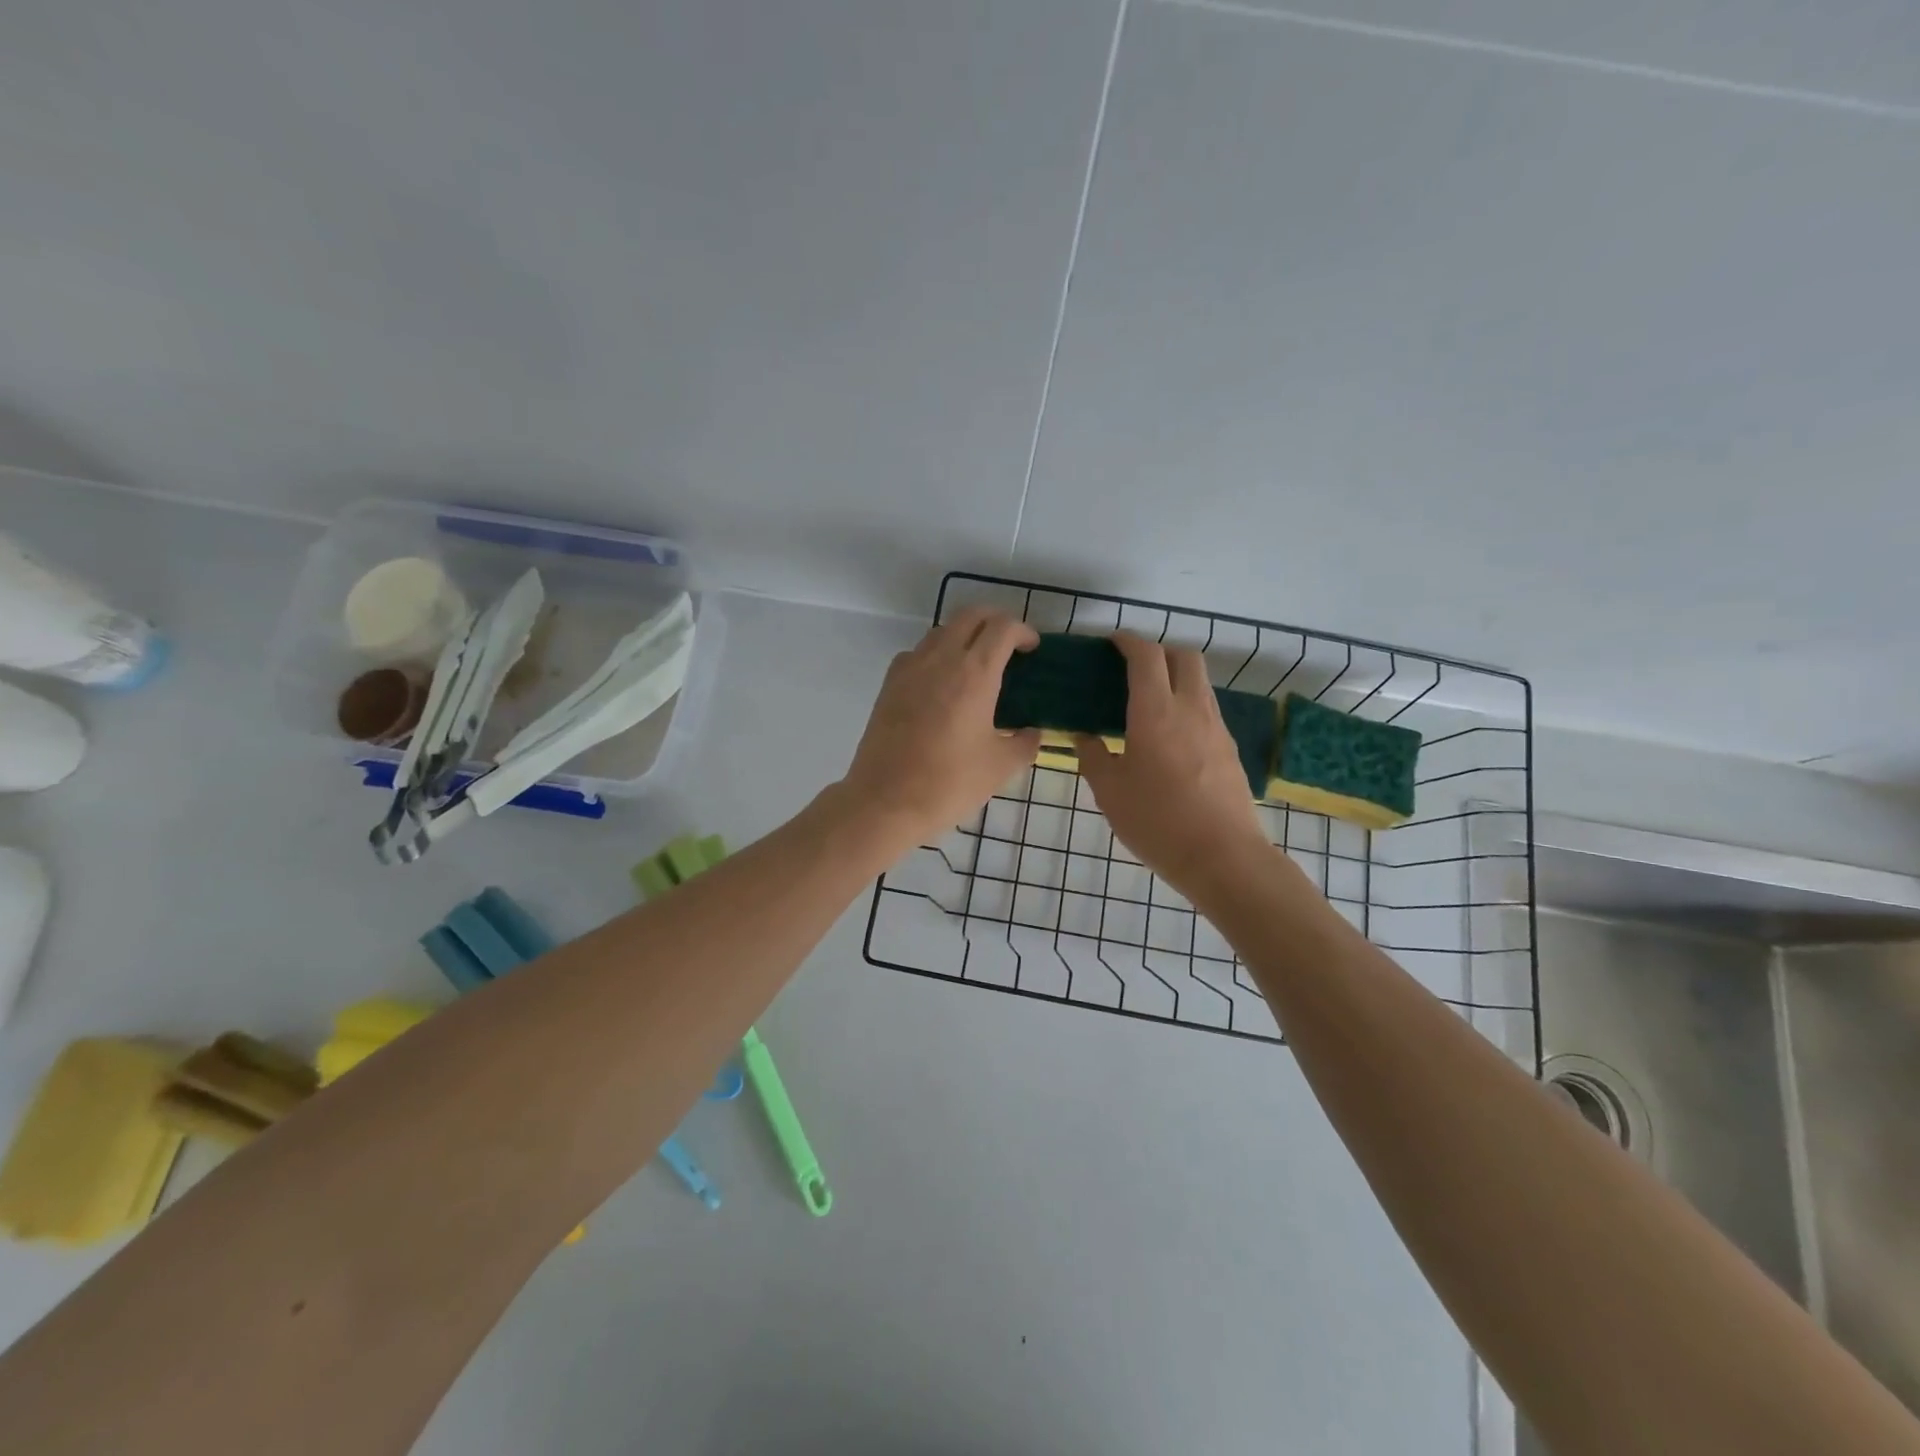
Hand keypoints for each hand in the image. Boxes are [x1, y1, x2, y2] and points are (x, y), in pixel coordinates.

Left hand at [838, 607, 1040, 850]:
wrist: (885, 801)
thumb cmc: (949, 783)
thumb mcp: (1001, 767)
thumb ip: (1025, 743)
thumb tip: (1032, 732)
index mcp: (974, 673)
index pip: (1002, 628)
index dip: (1023, 631)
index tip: (1033, 649)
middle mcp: (941, 659)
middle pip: (970, 616)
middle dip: (994, 621)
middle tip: (1009, 646)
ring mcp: (910, 668)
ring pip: (942, 631)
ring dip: (964, 636)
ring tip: (977, 665)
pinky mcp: (889, 684)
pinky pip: (917, 653)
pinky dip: (936, 655)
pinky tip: (942, 684)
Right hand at [1075, 633, 1271, 897]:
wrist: (1223, 857)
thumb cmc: (1157, 822)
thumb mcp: (1109, 792)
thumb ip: (1093, 757)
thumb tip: (1085, 736)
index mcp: (1156, 712)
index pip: (1146, 656)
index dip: (1128, 641)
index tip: (1112, 643)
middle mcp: (1191, 709)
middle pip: (1184, 656)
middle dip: (1159, 652)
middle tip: (1133, 669)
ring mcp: (1216, 728)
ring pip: (1200, 683)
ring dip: (1176, 678)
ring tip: (1150, 703)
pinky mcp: (1230, 750)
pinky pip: (1207, 711)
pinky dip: (1188, 706)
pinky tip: (1171, 737)